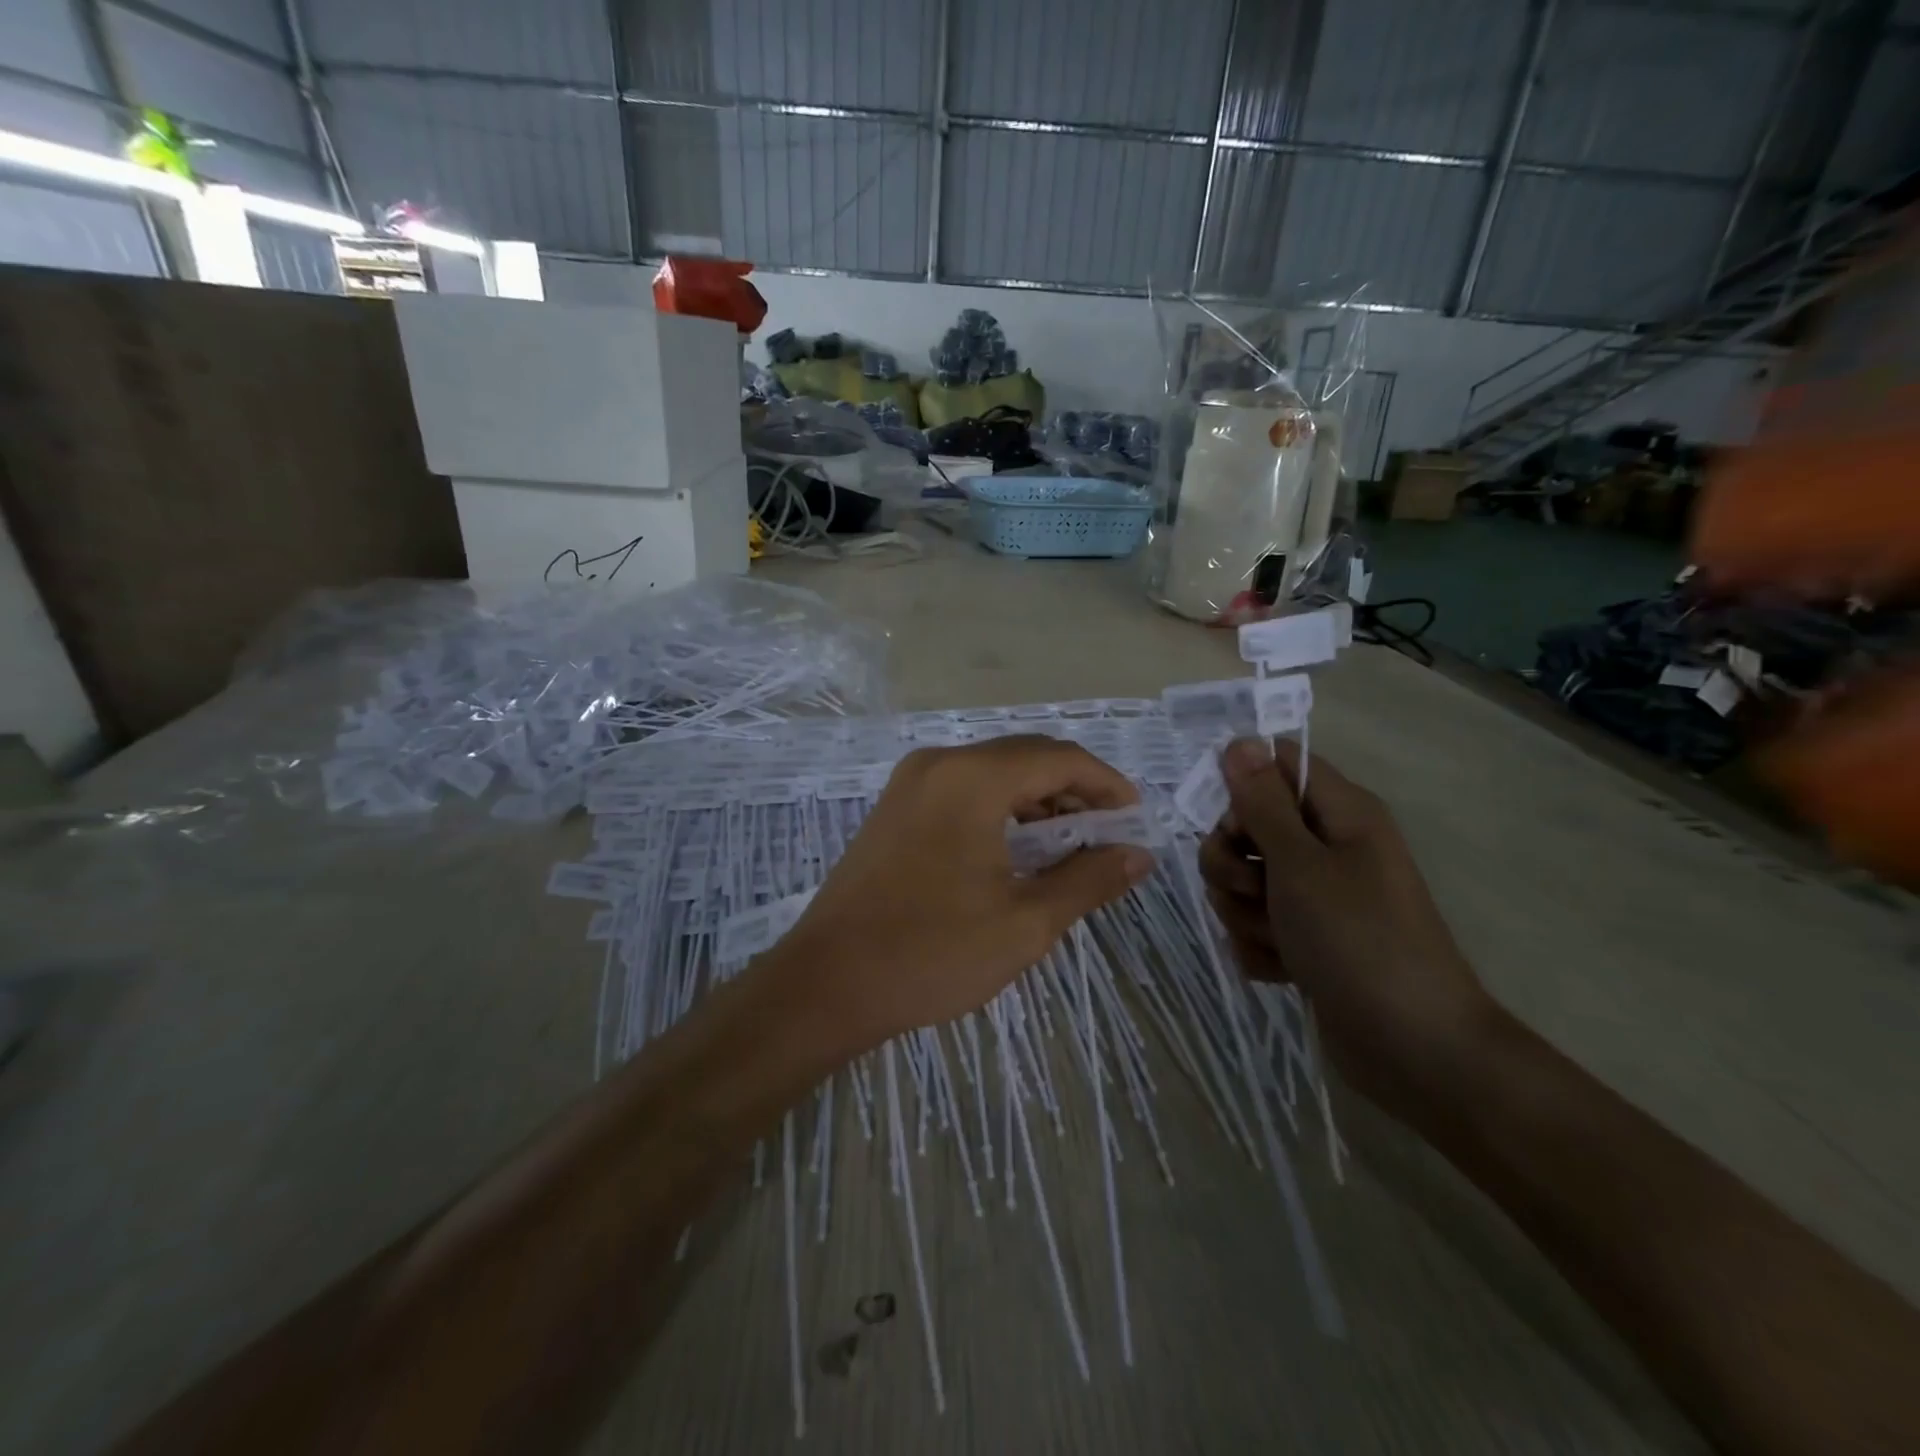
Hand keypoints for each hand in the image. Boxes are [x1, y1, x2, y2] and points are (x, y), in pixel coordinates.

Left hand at [765, 737, 1154, 1056]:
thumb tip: (1139, 855)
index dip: (1106, 785)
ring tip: (1070, 848)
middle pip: (1026, 758)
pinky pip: (964, 790)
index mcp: (972, 778)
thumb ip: (1089, 880)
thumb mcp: (1025, 922)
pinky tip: (1019, 850)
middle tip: (1108, 838)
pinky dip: (1002, 810)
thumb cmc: (932, 953)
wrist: (828, 983)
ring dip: (1038, 801)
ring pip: (994, 773)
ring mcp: (911, 783)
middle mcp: (939, 763)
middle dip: (1074, 791)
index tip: (1135, 821)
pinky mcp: (895, 808)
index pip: (1059, 758)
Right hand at [1198, 738, 1500, 1117]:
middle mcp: (1327, 846)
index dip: (1241, 786)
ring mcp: (1315, 896)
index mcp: (1340, 813)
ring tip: (1279, 938)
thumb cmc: (1359, 940)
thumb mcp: (1300, 864)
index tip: (1228, 822)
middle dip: (1232, 862)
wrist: (1412, 1048)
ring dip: (1244, 911)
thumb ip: (1262, 803)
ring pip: (1243, 880)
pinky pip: (1255, 925)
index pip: (1274, 765)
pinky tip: (1282, 968)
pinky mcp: (1305, 939)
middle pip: (1247, 826)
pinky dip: (1259, 946)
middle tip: (1255, 889)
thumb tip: (1240, 741)